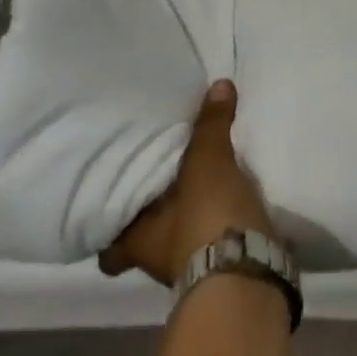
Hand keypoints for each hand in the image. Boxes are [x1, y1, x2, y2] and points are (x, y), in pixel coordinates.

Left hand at [98, 80, 276, 287]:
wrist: (248, 270)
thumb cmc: (205, 218)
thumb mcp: (207, 163)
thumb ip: (210, 126)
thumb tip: (219, 85)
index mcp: (135, 241)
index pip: (107, 242)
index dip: (107, 225)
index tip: (112, 202)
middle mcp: (155, 259)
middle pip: (144, 238)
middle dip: (154, 216)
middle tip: (163, 184)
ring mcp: (190, 266)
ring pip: (179, 239)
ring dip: (188, 219)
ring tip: (202, 186)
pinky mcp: (224, 265)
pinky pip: (213, 239)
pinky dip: (218, 225)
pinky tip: (230, 204)